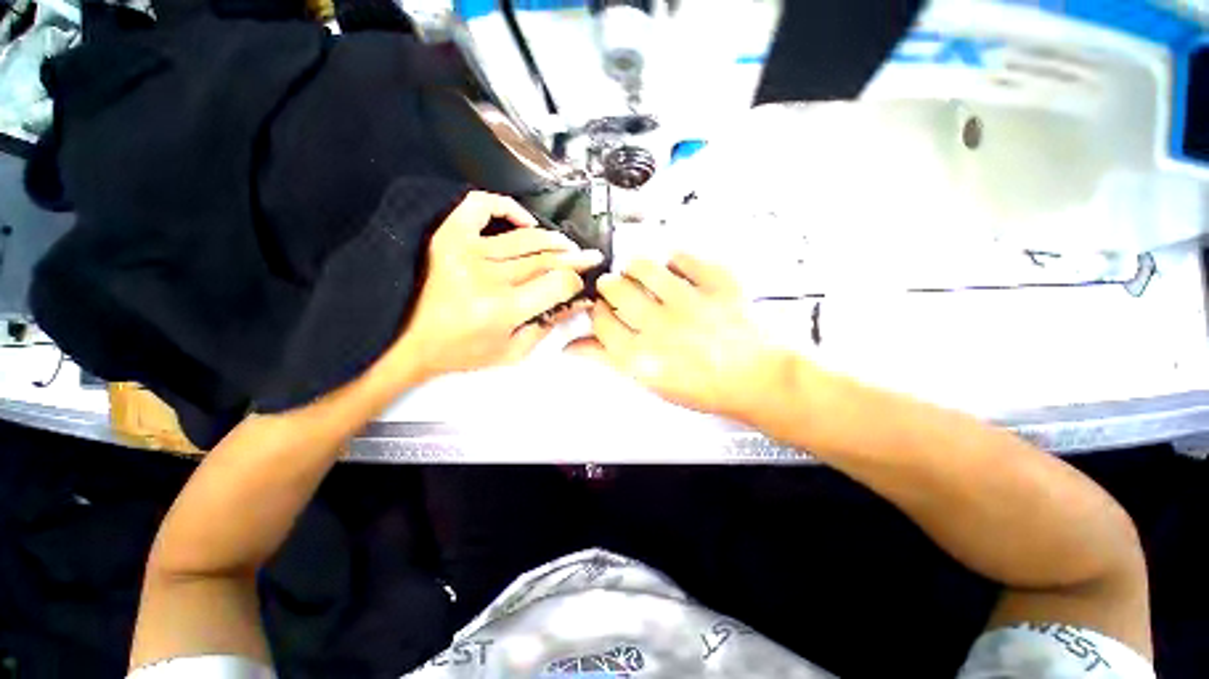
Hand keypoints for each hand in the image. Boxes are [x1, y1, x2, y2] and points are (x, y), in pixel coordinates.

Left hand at [390, 192, 601, 379]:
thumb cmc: (465, 353)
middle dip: (574, 259)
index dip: (576, 281)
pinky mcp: (449, 238)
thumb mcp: (514, 352)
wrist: (413, 343)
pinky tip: (525, 221)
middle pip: (545, 259)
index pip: (557, 283)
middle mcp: (487, 276)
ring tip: (568, 245)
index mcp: (503, 309)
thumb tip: (578, 301)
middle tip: (591, 257)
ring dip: (553, 239)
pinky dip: (507, 207)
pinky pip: (481, 207)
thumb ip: (549, 326)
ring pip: (525, 238)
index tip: (582, 283)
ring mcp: (466, 252)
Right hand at [569, 253, 785, 419]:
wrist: (756, 380)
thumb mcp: (649, 382)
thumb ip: (608, 360)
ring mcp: (690, 302)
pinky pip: (684, 258)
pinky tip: (675, 270)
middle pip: (615, 289)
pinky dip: (675, 260)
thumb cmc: (704, 387)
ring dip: (635, 268)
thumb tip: (573, 347)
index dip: (597, 312)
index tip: (602, 309)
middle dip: (610, 286)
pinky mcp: (717, 285)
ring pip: (642, 267)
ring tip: (638, 274)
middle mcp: (660, 327)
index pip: (600, 321)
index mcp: (641, 357)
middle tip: (617, 289)